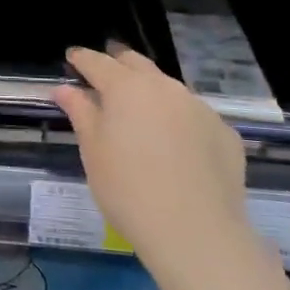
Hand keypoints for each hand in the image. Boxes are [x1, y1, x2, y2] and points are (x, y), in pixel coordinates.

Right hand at [52, 45, 248, 259]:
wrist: (195, 232)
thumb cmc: (128, 189)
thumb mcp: (93, 150)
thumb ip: (80, 112)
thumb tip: (64, 89)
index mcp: (127, 88)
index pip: (98, 63)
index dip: (82, 59)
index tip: (72, 57)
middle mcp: (165, 88)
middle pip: (137, 65)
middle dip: (118, 63)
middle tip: (105, 70)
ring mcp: (200, 108)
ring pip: (169, 89)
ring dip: (150, 91)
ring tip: (140, 107)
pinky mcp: (224, 133)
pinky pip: (194, 116)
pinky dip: (178, 120)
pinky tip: (175, 143)